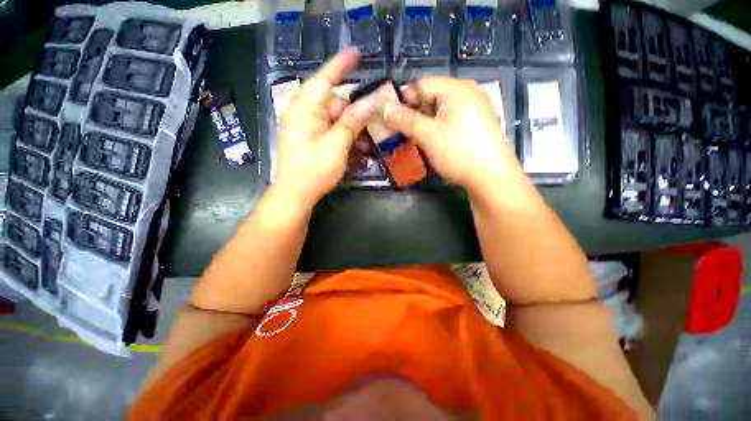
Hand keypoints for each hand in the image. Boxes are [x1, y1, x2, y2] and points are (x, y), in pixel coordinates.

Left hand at [275, 48, 373, 207]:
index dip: (340, 65)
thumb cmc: (314, 170)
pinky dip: (342, 137)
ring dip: (350, 129)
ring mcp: (305, 127)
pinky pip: (329, 131)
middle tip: (371, 125)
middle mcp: (303, 114)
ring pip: (333, 119)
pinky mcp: (309, 138)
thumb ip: (351, 123)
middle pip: (333, 103)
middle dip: (353, 113)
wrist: (296, 194)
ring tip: (364, 144)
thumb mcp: (336, 146)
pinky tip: (353, 149)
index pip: (324, 79)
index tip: (356, 53)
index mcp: (305, 110)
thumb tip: (367, 103)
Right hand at [383, 77, 517, 193]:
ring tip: (415, 137)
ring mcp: (477, 108)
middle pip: (433, 95)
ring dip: (426, 121)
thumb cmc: (458, 152)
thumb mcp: (427, 135)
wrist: (491, 177)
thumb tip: (385, 109)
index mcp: (456, 89)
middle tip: (402, 130)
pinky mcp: (479, 123)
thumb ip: (405, 120)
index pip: (422, 84)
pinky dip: (439, 126)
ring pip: (442, 109)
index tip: (392, 117)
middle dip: (415, 112)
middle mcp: (468, 93)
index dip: (404, 99)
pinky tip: (434, 140)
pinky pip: (453, 118)